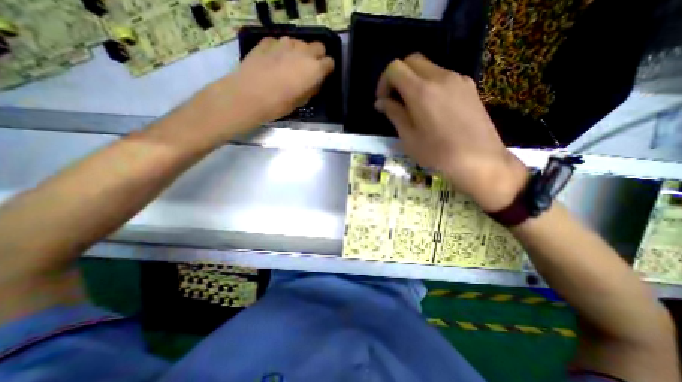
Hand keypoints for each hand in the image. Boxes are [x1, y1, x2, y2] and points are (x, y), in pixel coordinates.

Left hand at [192, 36, 333, 137]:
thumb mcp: (301, 102)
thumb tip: (314, 82)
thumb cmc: (278, 104)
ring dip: (300, 52)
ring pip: (299, 43)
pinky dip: (281, 50)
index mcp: (313, 69)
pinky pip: (280, 43)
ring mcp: (283, 43)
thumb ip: (311, 89)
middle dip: (318, 57)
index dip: (328, 70)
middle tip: (310, 70)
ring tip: (291, 65)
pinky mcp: (267, 42)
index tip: (323, 77)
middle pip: (318, 46)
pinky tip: (274, 62)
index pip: (330, 62)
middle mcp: (302, 52)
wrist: (248, 95)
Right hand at [375, 52, 528, 211]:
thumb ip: (394, 114)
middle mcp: (440, 77)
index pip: (395, 68)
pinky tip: (431, 107)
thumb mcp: (408, 137)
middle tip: (395, 100)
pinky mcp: (469, 86)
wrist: (479, 160)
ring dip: (414, 81)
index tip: (383, 100)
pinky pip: (443, 76)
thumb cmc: (437, 153)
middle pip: (412, 61)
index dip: (384, 82)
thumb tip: (381, 102)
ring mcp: (458, 79)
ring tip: (413, 106)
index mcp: (421, 91)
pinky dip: (430, 85)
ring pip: (428, 67)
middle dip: (398, 77)